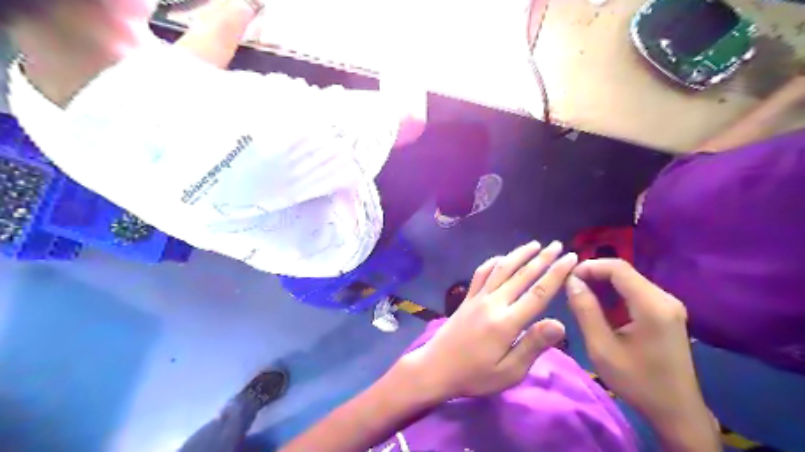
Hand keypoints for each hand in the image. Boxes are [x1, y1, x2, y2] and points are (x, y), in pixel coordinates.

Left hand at [399, 242, 574, 401]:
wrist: (436, 368)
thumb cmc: (475, 376)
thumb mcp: (509, 371)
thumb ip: (533, 345)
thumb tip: (560, 323)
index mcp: (506, 322)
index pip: (538, 293)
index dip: (556, 273)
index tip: (571, 258)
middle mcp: (493, 303)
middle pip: (521, 275)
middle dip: (542, 258)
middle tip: (558, 245)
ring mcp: (477, 297)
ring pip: (501, 269)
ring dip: (519, 254)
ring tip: (535, 244)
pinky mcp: (466, 298)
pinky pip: (481, 273)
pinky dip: (493, 262)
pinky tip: (502, 258)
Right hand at [564, 259, 708, 424]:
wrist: (676, 411)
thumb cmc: (637, 381)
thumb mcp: (602, 347)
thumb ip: (585, 310)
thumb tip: (571, 281)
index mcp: (652, 306)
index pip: (618, 268)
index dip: (590, 266)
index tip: (567, 278)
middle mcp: (665, 299)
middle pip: (625, 272)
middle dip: (594, 274)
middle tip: (570, 287)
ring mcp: (669, 305)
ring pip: (630, 281)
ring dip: (603, 284)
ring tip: (580, 296)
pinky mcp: (667, 313)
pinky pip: (636, 292)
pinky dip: (615, 293)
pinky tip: (601, 306)